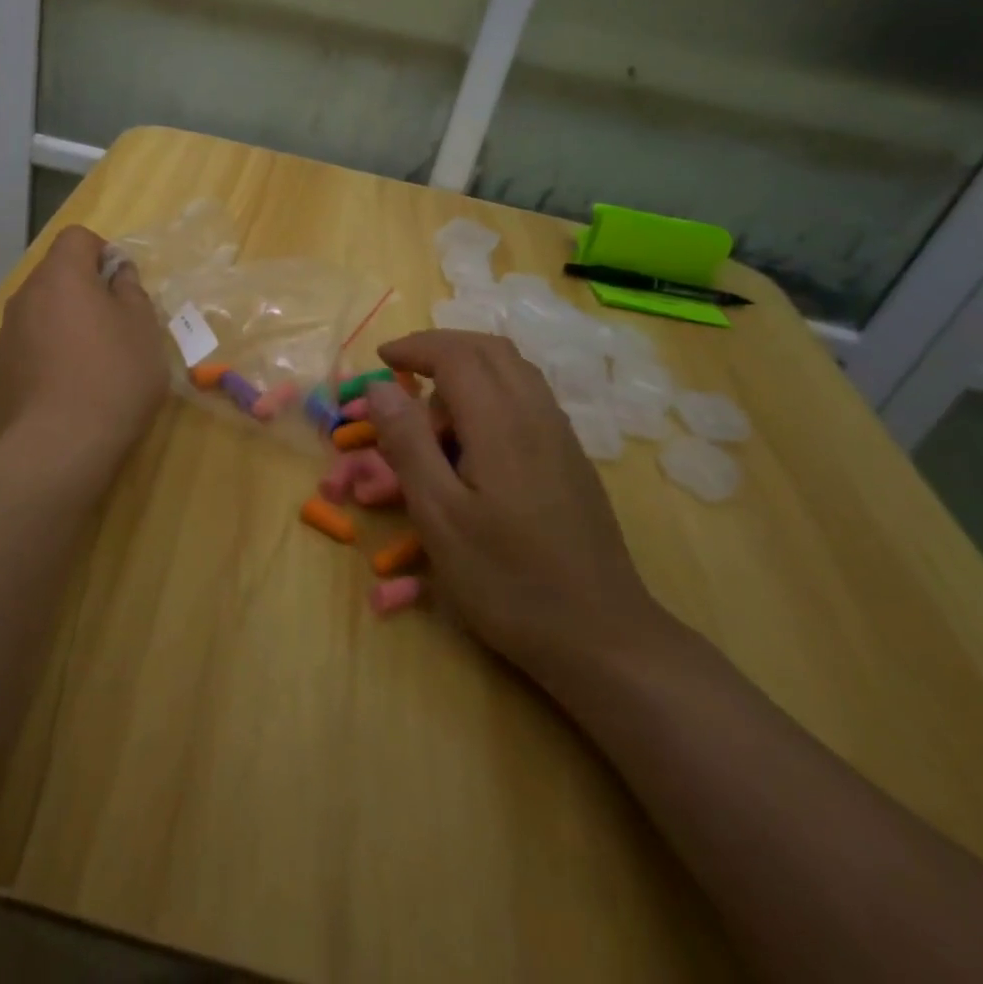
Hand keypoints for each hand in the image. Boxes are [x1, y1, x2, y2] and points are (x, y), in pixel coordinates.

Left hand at [0, 226, 169, 465]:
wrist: (58, 446)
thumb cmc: (113, 377)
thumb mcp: (143, 329)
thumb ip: (131, 291)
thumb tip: (118, 273)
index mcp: (61, 276)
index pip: (77, 237)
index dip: (103, 252)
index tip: (122, 285)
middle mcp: (25, 296)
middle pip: (56, 275)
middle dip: (85, 290)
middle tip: (115, 326)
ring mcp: (6, 334)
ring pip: (41, 312)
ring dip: (65, 322)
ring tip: (91, 362)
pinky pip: (28, 344)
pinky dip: (47, 352)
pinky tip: (66, 388)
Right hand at [365, 330, 665, 690]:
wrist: (602, 636)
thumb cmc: (507, 580)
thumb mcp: (439, 517)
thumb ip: (408, 443)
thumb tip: (381, 386)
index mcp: (501, 423)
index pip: (456, 354)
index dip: (415, 347)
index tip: (382, 359)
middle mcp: (537, 414)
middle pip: (490, 349)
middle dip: (441, 347)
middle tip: (403, 368)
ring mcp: (561, 435)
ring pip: (513, 370)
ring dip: (468, 367)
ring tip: (432, 406)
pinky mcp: (571, 457)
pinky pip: (528, 397)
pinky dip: (491, 390)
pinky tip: (473, 437)